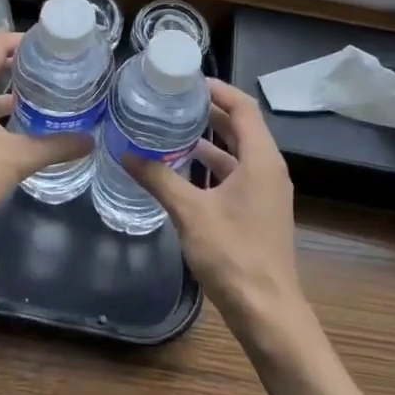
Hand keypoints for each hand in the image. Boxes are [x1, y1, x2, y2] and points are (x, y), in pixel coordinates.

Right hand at [124, 79, 306, 336]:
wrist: (268, 313)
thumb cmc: (234, 255)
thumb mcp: (190, 212)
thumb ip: (159, 179)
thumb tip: (125, 153)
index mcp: (261, 159)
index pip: (243, 107)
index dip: (218, 89)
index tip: (187, 81)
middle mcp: (269, 169)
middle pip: (242, 127)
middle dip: (210, 111)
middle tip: (174, 101)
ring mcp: (266, 192)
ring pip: (238, 153)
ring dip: (210, 140)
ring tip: (172, 129)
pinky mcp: (259, 212)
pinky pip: (237, 175)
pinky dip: (213, 166)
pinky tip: (183, 170)